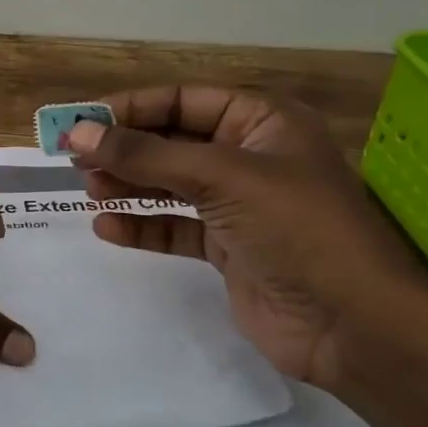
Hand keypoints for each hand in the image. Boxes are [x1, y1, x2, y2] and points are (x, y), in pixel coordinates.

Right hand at [67, 85, 427, 426]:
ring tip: (87, 190)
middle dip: (124, 149)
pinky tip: (108, 228)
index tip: (79, 123)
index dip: (130, 109)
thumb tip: (76, 134)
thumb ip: (145, 156)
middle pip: (172, 142)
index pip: (183, 101)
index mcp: (262, 122)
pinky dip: (142, 226)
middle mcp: (249, 157)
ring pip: (169, 185)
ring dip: (128, 185)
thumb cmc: (297, 229)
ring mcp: (238, 205)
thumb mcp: (221, 178)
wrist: (354, 325)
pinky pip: (174, 227)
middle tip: (73, 160)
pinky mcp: (227, 248)